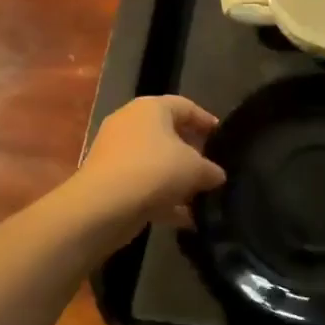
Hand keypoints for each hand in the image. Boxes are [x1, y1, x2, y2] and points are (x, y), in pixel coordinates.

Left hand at [67, 96, 225, 246]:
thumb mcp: (195, 169)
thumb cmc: (154, 170)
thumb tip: (217, 175)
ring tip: (200, 196)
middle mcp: (130, 123)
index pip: (185, 106)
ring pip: (155, 162)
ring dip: (177, 179)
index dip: (206, 120)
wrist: (103, 206)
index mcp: (151, 108)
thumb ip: (211, 170)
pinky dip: (162, 198)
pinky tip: (184, 218)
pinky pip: (143, 184)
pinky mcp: (109, 180)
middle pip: (168, 134)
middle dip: (191, 152)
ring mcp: (116, 152)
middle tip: (211, 167)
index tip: (222, 137)